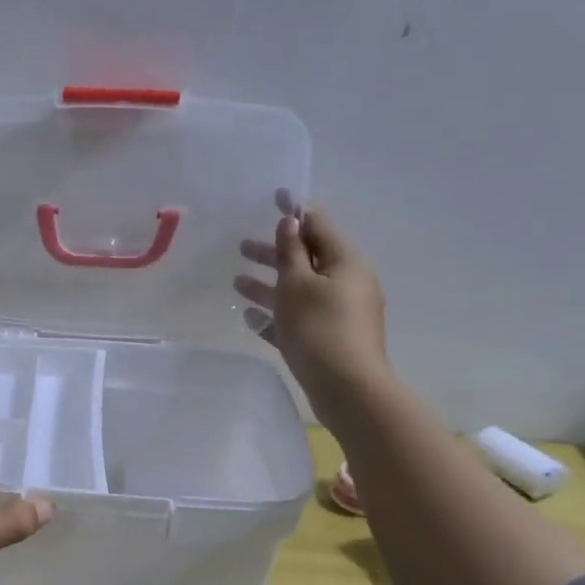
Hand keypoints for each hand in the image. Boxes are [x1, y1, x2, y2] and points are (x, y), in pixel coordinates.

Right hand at [235, 200, 389, 405]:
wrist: (346, 387)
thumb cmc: (319, 328)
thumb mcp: (298, 285)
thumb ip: (290, 252)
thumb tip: (290, 222)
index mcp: (345, 262)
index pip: (318, 226)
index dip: (294, 212)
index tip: (274, 197)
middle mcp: (347, 283)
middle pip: (306, 259)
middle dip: (274, 253)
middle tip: (241, 247)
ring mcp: (340, 312)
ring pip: (299, 290)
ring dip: (269, 284)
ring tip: (237, 283)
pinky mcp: (329, 338)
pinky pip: (298, 318)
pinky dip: (276, 314)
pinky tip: (251, 318)